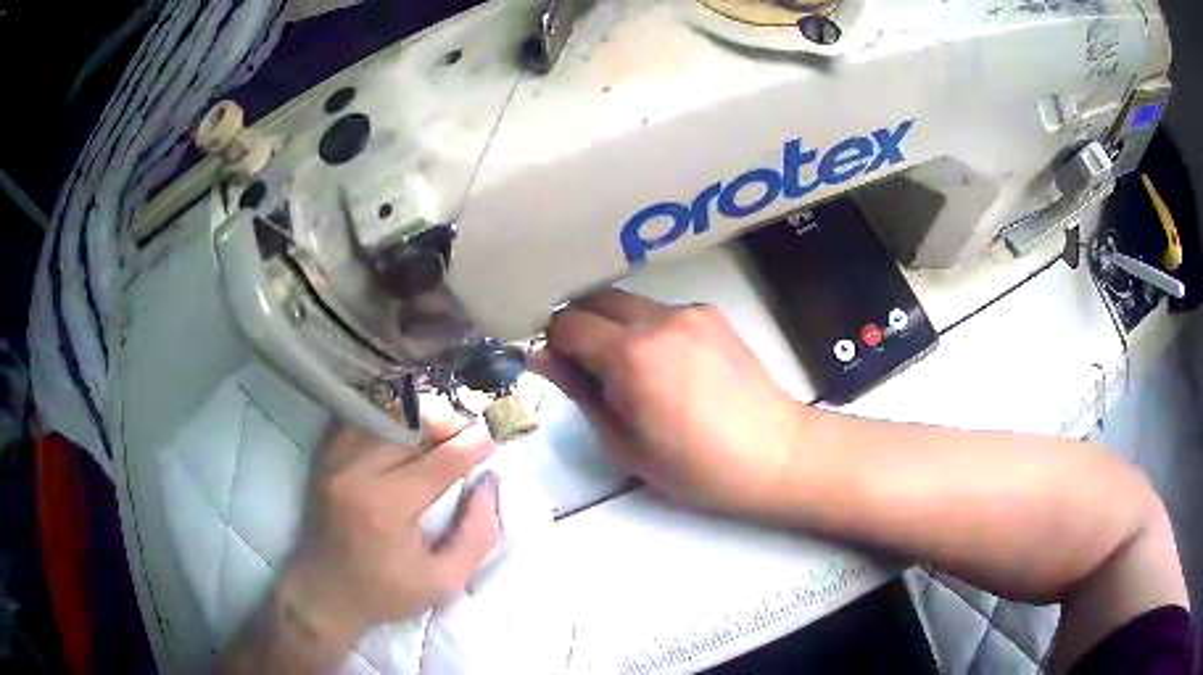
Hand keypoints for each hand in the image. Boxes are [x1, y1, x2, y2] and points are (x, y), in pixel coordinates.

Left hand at [283, 418, 499, 644]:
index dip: (471, 446)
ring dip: (416, 419)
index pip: (438, 462)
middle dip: (444, 424)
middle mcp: (357, 475)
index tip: (491, 438)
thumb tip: (488, 484)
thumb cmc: (388, 592)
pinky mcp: (326, 459)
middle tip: (464, 435)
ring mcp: (336, 462)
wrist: (327, 594)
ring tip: (437, 434)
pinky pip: (360, 421)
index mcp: (387, 509)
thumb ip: (477, 534)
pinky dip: (386, 420)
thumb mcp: (445, 581)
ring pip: (384, 417)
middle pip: (409, 426)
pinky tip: (403, 434)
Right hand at [533, 289, 810, 516]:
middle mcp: (658, 319)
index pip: (568, 323)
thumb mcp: (625, 443)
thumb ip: (580, 391)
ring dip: (614, 326)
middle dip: (580, 325)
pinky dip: (648, 329)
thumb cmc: (696, 467)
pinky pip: (662, 312)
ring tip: (630, 370)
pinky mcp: (712, 314)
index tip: (556, 366)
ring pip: (630, 303)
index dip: (553, 342)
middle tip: (585, 366)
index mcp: (631, 355)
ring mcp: (690, 311)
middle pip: (596, 299)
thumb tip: (541, 356)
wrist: (776, 454)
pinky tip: (669, 366)